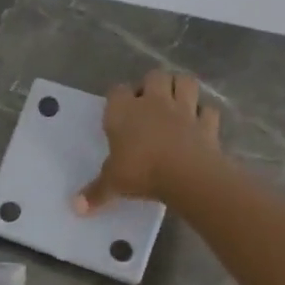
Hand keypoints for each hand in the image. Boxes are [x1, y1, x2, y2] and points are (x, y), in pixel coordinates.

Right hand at [75, 69, 221, 211]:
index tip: (118, 112)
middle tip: (149, 103)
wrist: (186, 174)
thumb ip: (95, 192)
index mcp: (124, 111)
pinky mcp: (207, 123)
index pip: (117, 91)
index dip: (118, 98)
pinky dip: (204, 114)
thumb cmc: (141, 171)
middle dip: (152, 84)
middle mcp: (154, 102)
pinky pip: (208, 111)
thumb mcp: (113, 184)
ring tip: (175, 102)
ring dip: (181, 87)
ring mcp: (184, 110)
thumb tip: (76, 207)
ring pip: (185, 82)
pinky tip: (199, 124)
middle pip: (154, 76)